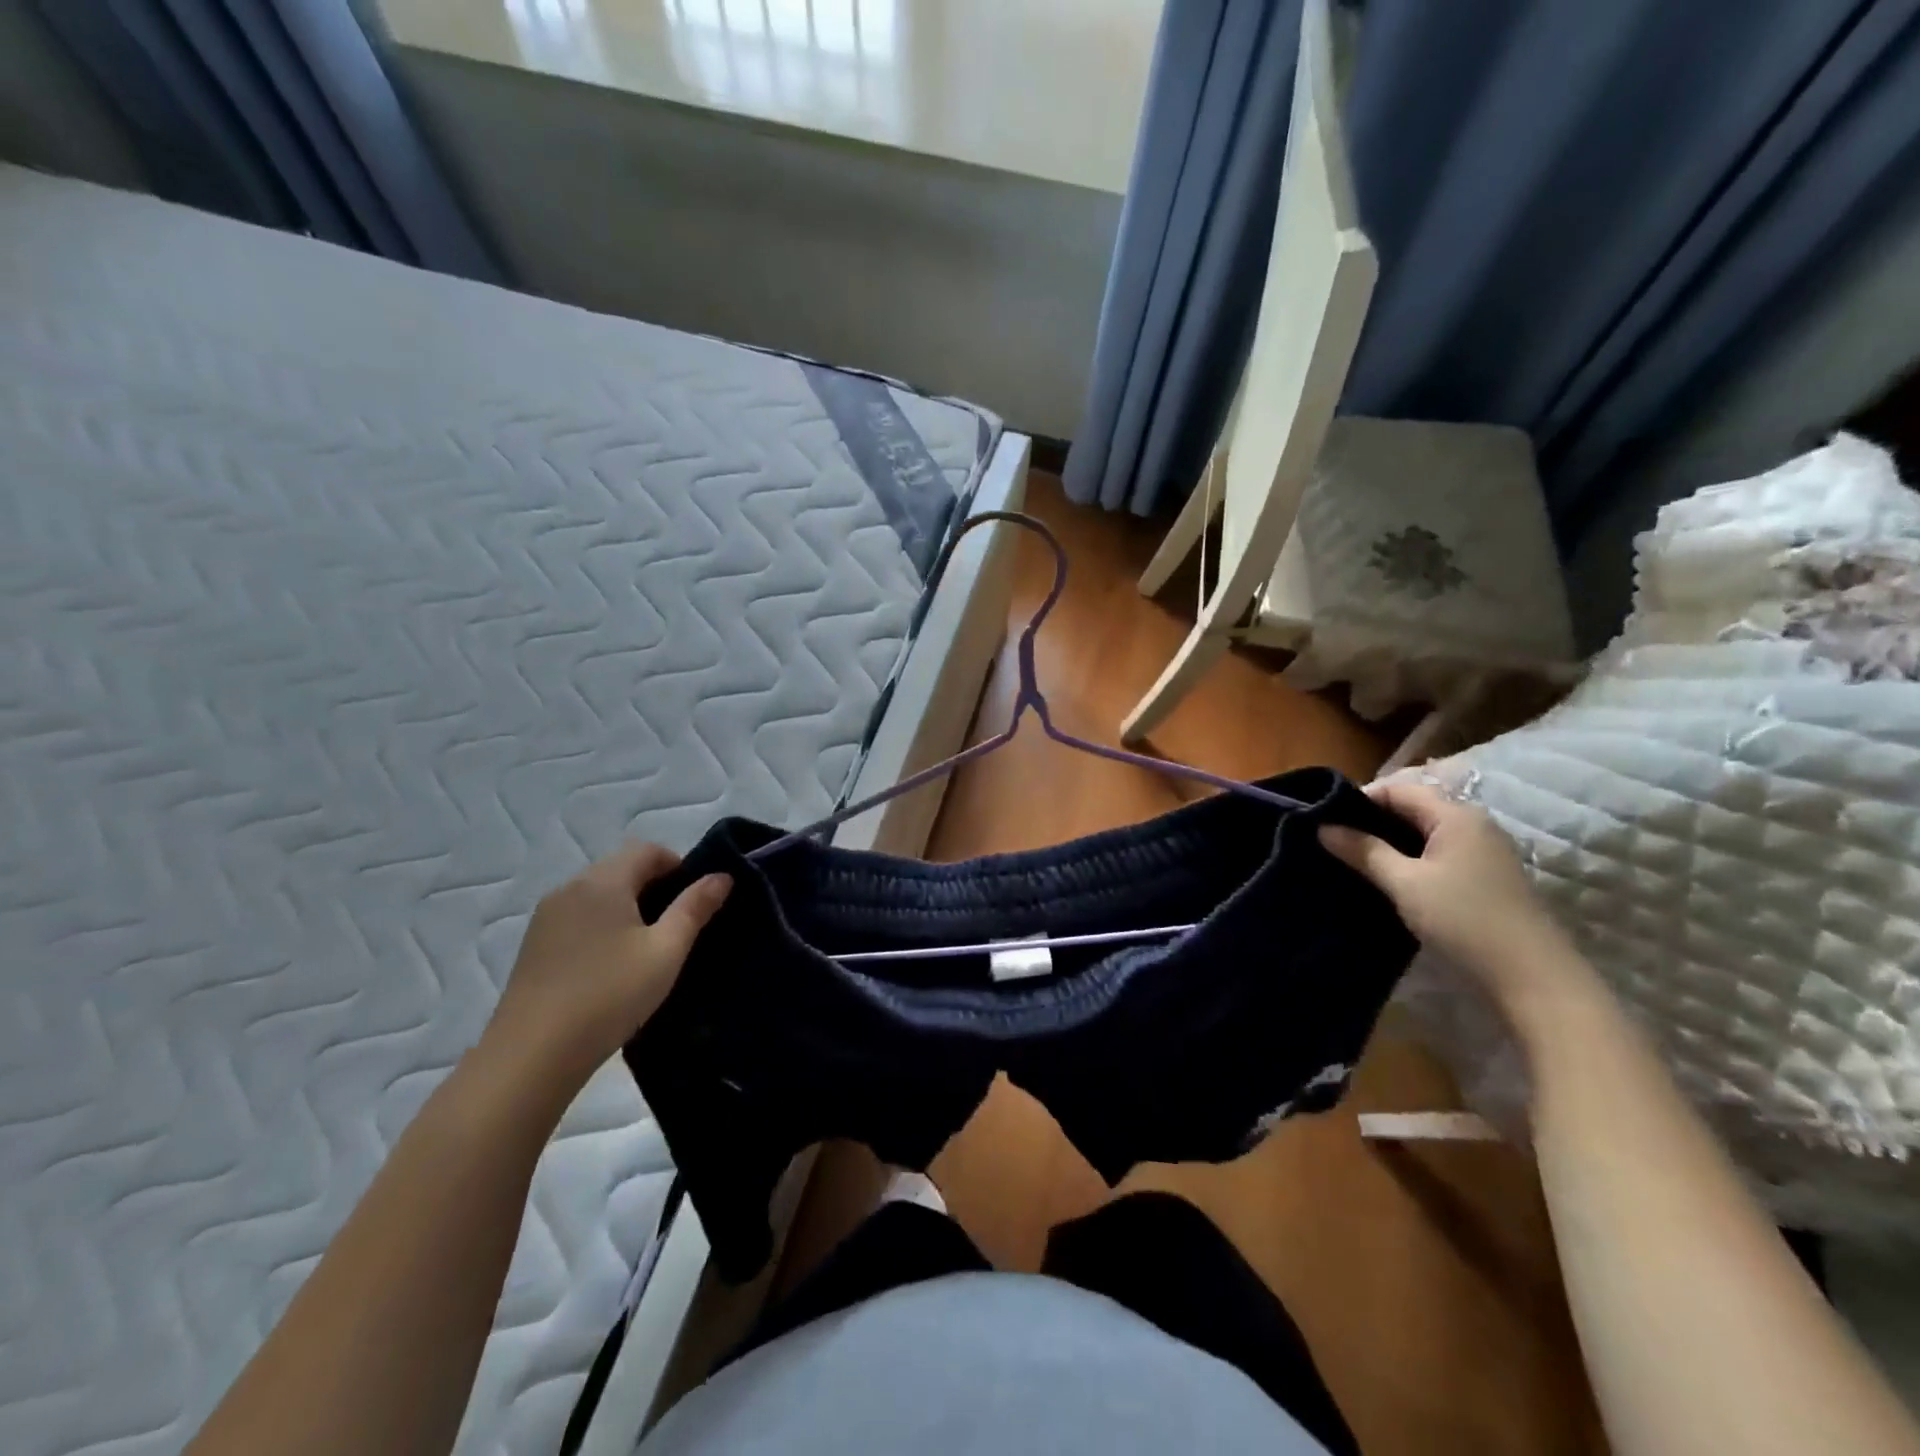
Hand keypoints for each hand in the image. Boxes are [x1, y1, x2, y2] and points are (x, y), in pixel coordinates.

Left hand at [476, 844, 730, 1101]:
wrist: (531, 1057)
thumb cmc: (609, 995)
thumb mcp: (666, 951)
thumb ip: (694, 908)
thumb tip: (722, 876)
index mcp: (603, 881)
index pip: (647, 850)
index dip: (679, 865)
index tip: (697, 900)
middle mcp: (570, 888)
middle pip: (621, 869)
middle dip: (655, 887)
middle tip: (678, 927)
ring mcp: (546, 918)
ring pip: (599, 895)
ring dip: (628, 908)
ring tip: (648, 949)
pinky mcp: (533, 947)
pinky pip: (579, 919)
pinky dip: (603, 927)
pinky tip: (612, 967)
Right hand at [1320, 780, 1570, 1001]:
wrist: (1532, 977)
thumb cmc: (1462, 920)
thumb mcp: (1404, 883)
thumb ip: (1363, 851)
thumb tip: (1323, 827)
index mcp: (1456, 815)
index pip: (1398, 788)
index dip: (1360, 799)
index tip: (1327, 821)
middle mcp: (1474, 823)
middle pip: (1413, 806)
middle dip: (1373, 820)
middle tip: (1336, 840)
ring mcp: (1485, 850)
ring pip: (1426, 830)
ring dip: (1391, 840)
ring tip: (1356, 858)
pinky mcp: (1487, 875)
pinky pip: (1439, 851)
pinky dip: (1411, 856)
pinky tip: (1391, 877)